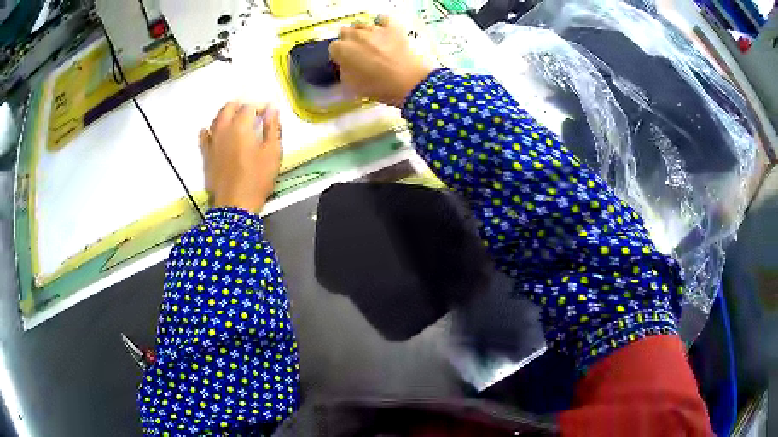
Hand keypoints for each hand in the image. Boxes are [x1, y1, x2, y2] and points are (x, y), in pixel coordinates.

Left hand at [199, 102, 281, 212]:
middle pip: (228, 108)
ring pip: (215, 120)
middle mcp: (223, 130)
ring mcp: (212, 143)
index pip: (249, 107)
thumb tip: (272, 109)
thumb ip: (272, 128)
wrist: (235, 206)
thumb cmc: (257, 179)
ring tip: (234, 118)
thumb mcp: (272, 153)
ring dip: (225, 114)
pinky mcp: (206, 156)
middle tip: (250, 111)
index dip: (260, 107)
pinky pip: (203, 137)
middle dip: (240, 106)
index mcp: (241, 127)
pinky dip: (208, 130)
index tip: (268, 112)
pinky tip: (211, 131)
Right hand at [329, 15, 434, 106]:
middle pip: (345, 32)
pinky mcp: (392, 27)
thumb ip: (344, 71)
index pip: (333, 48)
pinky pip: (382, 19)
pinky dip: (381, 23)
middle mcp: (355, 35)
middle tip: (357, 53)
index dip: (339, 55)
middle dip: (349, 41)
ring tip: (371, 44)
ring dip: (362, 33)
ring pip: (361, 25)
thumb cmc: (377, 86)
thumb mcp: (351, 85)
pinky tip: (383, 30)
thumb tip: (345, 64)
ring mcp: (374, 29)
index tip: (345, 62)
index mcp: (342, 49)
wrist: (407, 81)